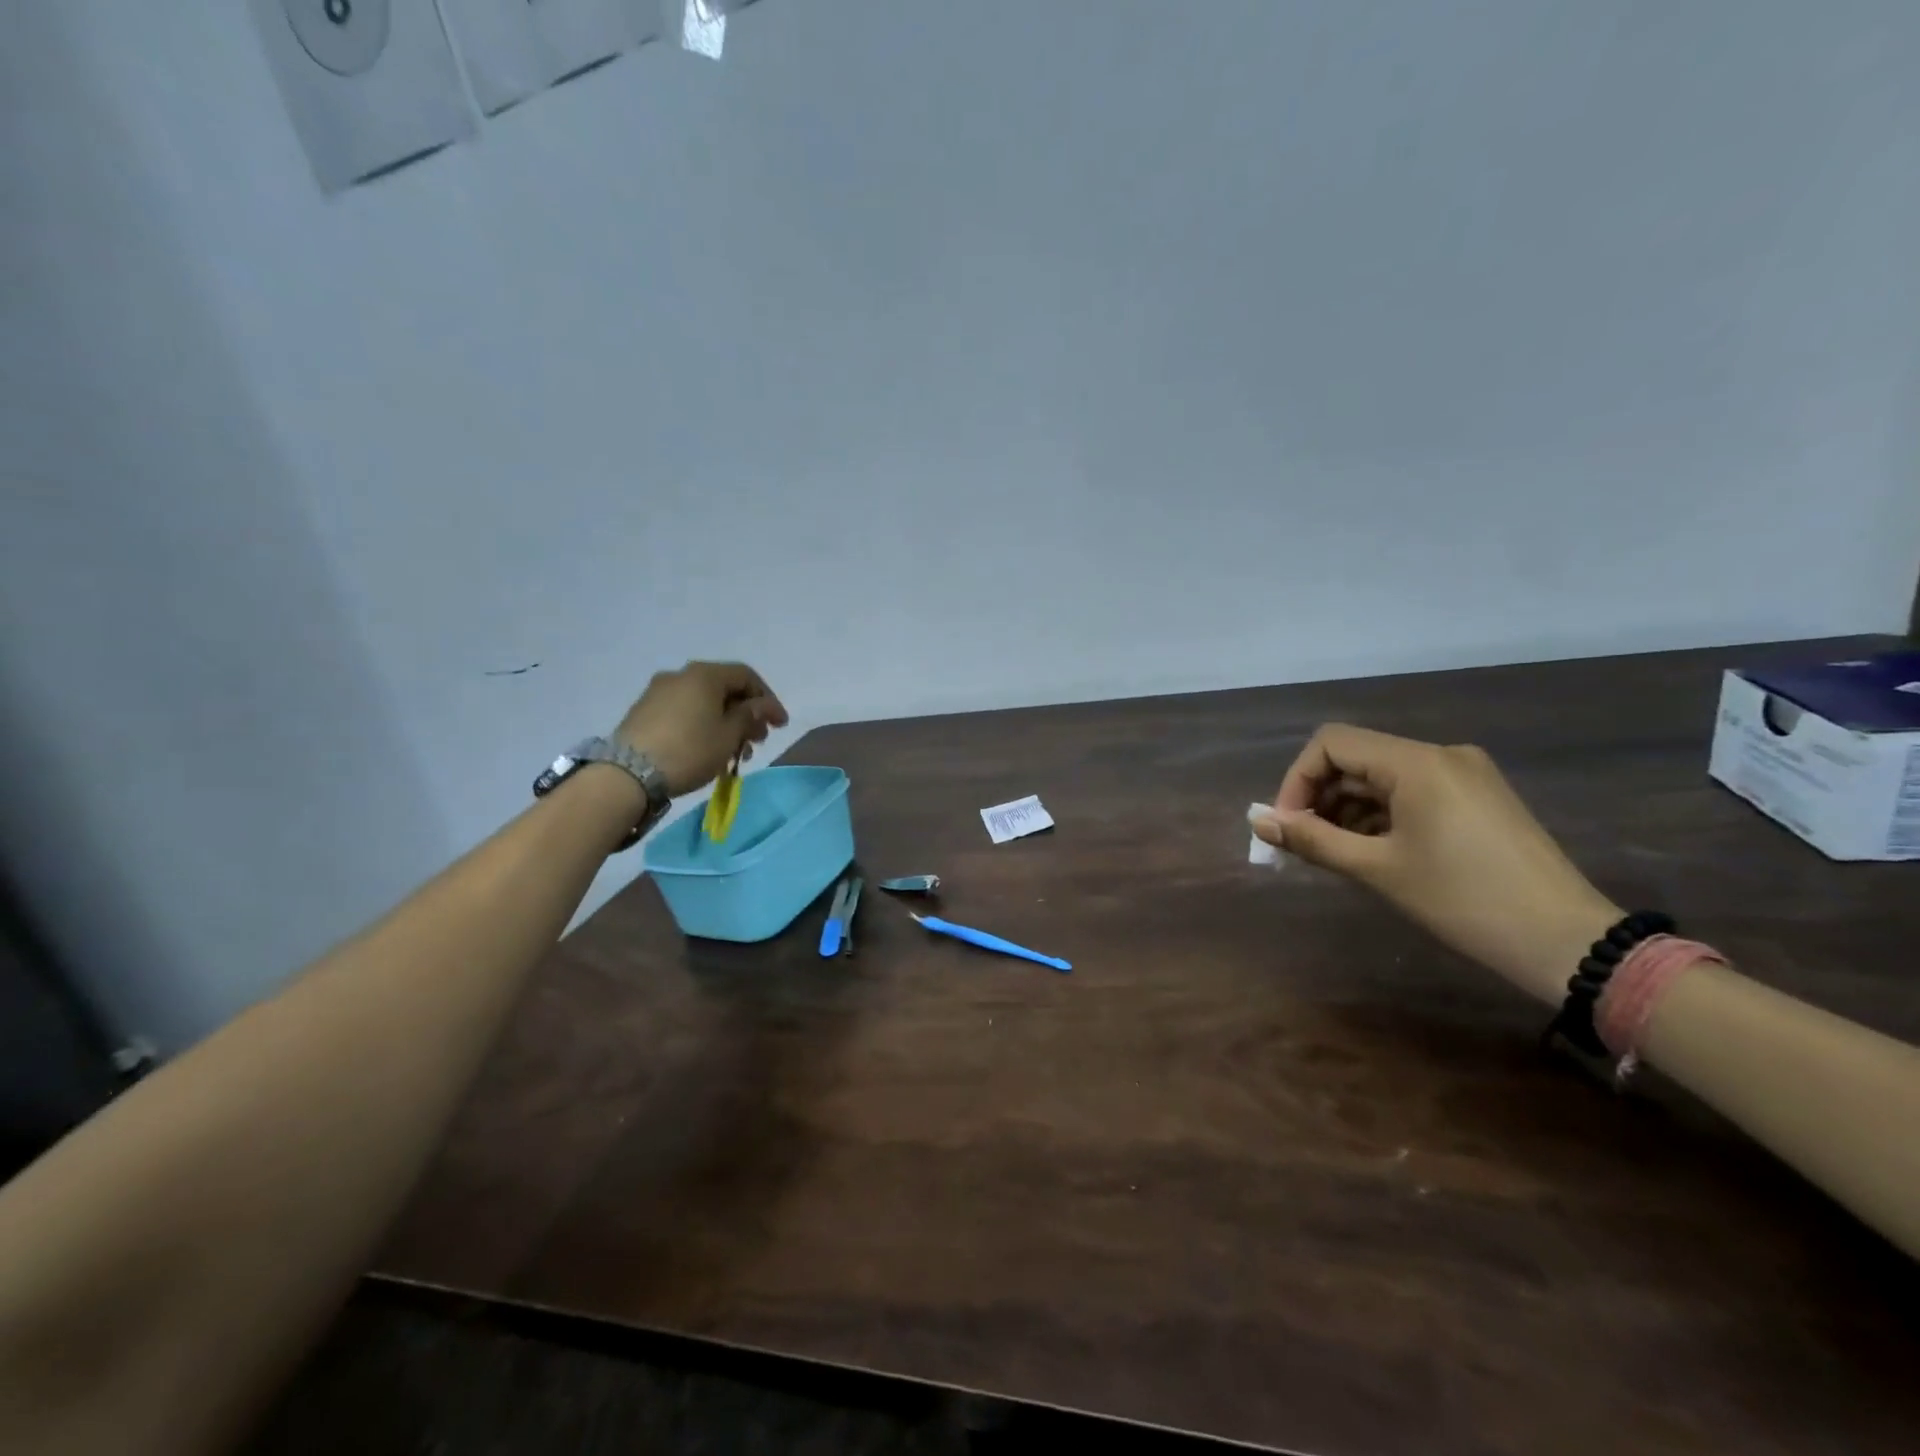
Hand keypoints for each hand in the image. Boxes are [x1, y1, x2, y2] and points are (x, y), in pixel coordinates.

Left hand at [615, 661, 788, 796]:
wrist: (628, 773)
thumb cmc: (689, 750)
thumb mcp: (729, 735)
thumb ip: (750, 716)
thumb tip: (762, 706)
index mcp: (704, 674)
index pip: (746, 676)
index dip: (768, 699)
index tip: (780, 725)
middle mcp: (680, 675)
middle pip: (724, 688)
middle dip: (746, 713)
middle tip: (758, 740)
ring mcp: (658, 692)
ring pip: (704, 701)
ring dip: (725, 722)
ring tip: (735, 751)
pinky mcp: (644, 711)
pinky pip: (685, 711)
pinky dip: (703, 725)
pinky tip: (709, 748)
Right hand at [1252, 724, 1620, 1004]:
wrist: (1566, 941)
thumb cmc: (1463, 900)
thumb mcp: (1378, 869)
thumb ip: (1313, 839)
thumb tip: (1259, 821)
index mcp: (1417, 762)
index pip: (1331, 744)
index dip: (1297, 779)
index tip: (1287, 825)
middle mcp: (1441, 755)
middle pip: (1356, 757)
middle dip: (1320, 796)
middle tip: (1303, 843)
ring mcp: (1464, 775)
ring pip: (1382, 775)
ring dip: (1348, 807)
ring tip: (1336, 852)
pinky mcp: (1478, 797)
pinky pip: (1411, 790)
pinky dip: (1380, 813)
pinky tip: (1373, 850)